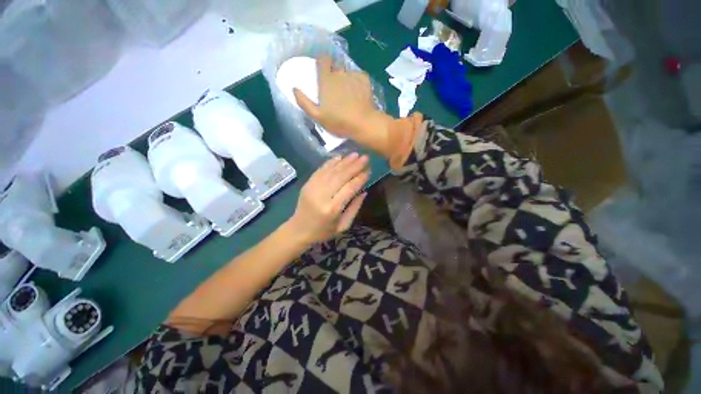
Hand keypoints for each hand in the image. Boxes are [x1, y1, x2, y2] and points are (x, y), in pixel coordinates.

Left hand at [287, 153, 368, 244]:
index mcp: (332, 209)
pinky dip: (330, 163)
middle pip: (340, 176)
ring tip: (355, 154)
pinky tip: (339, 157)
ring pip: (331, 171)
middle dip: (354, 166)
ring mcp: (312, 188)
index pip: (349, 188)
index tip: (369, 170)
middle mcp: (322, 196)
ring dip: (344, 162)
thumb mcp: (343, 226)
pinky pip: (320, 170)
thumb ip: (355, 208)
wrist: (298, 230)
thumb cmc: (323, 231)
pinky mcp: (307, 184)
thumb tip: (364, 191)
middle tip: (365, 158)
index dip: (360, 178)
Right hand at [293, 57, 393, 155]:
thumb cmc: (339, 121)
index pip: (322, 59)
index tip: (322, 70)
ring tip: (348, 93)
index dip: (322, 62)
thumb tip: (294, 89)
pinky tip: (358, 93)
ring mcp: (353, 75)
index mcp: (326, 79)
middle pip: (336, 65)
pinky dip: (357, 82)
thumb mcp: (318, 116)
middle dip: (334, 73)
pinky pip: (358, 76)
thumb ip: (304, 102)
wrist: (363, 123)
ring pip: (347, 72)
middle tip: (336, 88)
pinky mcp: (365, 80)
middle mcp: (339, 73)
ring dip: (346, 78)